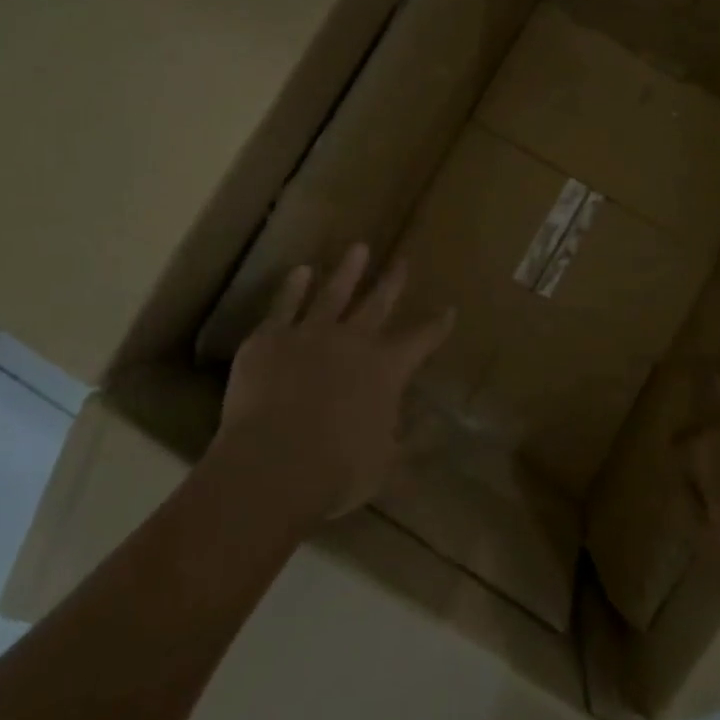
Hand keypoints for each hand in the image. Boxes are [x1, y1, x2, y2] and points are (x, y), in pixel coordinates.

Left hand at [216, 243, 453, 526]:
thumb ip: (413, 444)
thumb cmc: (337, 471)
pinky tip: (300, 272)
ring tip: (359, 249)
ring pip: (334, 293)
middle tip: (403, 261)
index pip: (421, 340)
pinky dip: (294, 287)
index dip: (436, 325)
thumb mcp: (387, 465)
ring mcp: (309, 334)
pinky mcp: (270, 339)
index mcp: (386, 369)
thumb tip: (439, 429)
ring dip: (348, 271)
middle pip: (378, 304)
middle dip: (393, 283)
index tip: (449, 309)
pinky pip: (285, 305)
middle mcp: (353, 341)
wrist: (273, 463)